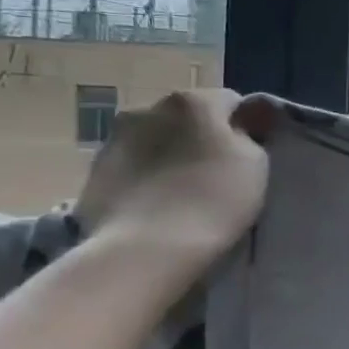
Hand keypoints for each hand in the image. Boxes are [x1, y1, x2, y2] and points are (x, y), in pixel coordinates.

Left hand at [73, 90, 274, 273]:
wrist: (147, 247)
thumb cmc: (214, 199)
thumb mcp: (256, 162)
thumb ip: (247, 136)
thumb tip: (237, 129)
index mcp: (192, 101)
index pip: (230, 102)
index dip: (244, 127)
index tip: (249, 154)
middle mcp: (148, 108)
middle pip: (187, 118)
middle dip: (201, 137)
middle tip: (215, 172)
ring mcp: (114, 139)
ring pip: (155, 139)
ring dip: (169, 155)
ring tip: (181, 190)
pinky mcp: (93, 171)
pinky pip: (132, 165)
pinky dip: (145, 176)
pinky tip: (156, 203)